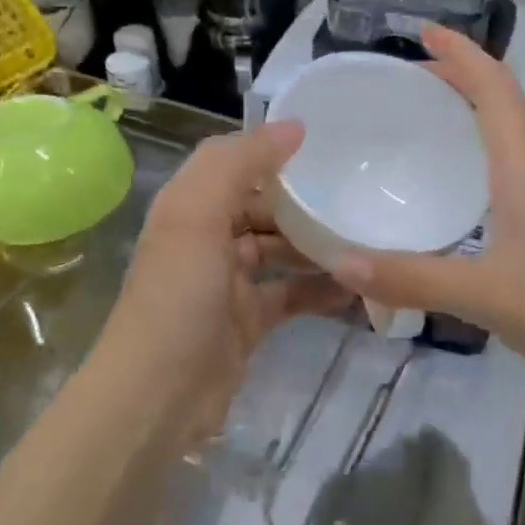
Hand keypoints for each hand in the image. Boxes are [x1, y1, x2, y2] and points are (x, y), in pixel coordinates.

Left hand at [97, 121, 350, 433]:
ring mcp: (227, 282)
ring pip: (279, 249)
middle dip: (304, 200)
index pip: (235, 163)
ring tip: (366, 234)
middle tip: (359, 192)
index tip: (328, 143)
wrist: (158, 398)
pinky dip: (319, 289)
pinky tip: (357, 285)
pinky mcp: (248, 321)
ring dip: (316, 243)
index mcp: (189, 206)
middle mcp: (206, 238)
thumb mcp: (198, 216)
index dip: (275, 150)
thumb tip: (294, 126)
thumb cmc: (178, 296)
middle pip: (262, 206)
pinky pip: (290, 294)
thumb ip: (241, 163)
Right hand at [331, 26, 524, 391]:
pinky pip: (509, 172)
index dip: (461, 53)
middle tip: (405, 81)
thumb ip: (411, 279)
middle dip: (457, 79)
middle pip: (501, 104)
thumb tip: (339, 262)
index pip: (495, 89)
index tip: (422, 32)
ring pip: (507, 138)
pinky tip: (454, 191)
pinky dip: (477, 158)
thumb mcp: (485, 295)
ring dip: (469, 116)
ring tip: (423, 123)